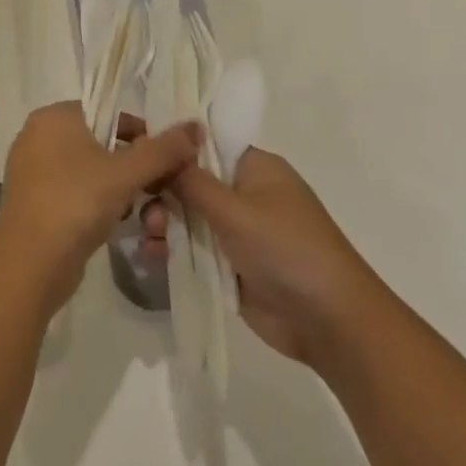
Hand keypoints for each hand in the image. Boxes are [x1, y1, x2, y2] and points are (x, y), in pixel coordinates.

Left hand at [0, 102, 200, 313]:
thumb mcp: (126, 172)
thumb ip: (163, 149)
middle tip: (161, 191)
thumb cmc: (77, 202)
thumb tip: (195, 127)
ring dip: (123, 191)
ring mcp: (33, 171)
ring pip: (91, 172)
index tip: (166, 160)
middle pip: (101, 143)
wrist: (30, 261)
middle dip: (136, 169)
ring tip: (146, 216)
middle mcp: (38, 137)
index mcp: (53, 117)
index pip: (108, 112)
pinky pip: (76, 193)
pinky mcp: (35, 202)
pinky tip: (117, 224)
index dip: (142, 134)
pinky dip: (99, 205)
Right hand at [146, 147, 377, 367]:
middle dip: (163, 192)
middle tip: (144, 206)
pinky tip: (151, 254)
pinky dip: (170, 248)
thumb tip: (161, 150)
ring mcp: (235, 230)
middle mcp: (244, 194)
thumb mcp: (235, 210)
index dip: (172, 148)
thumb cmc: (286, 249)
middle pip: (190, 181)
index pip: (206, 145)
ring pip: (186, 216)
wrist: (327, 320)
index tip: (138, 154)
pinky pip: (190, 247)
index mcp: (255, 168)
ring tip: (151, 237)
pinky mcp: (228, 263)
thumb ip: (192, 182)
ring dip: (164, 222)